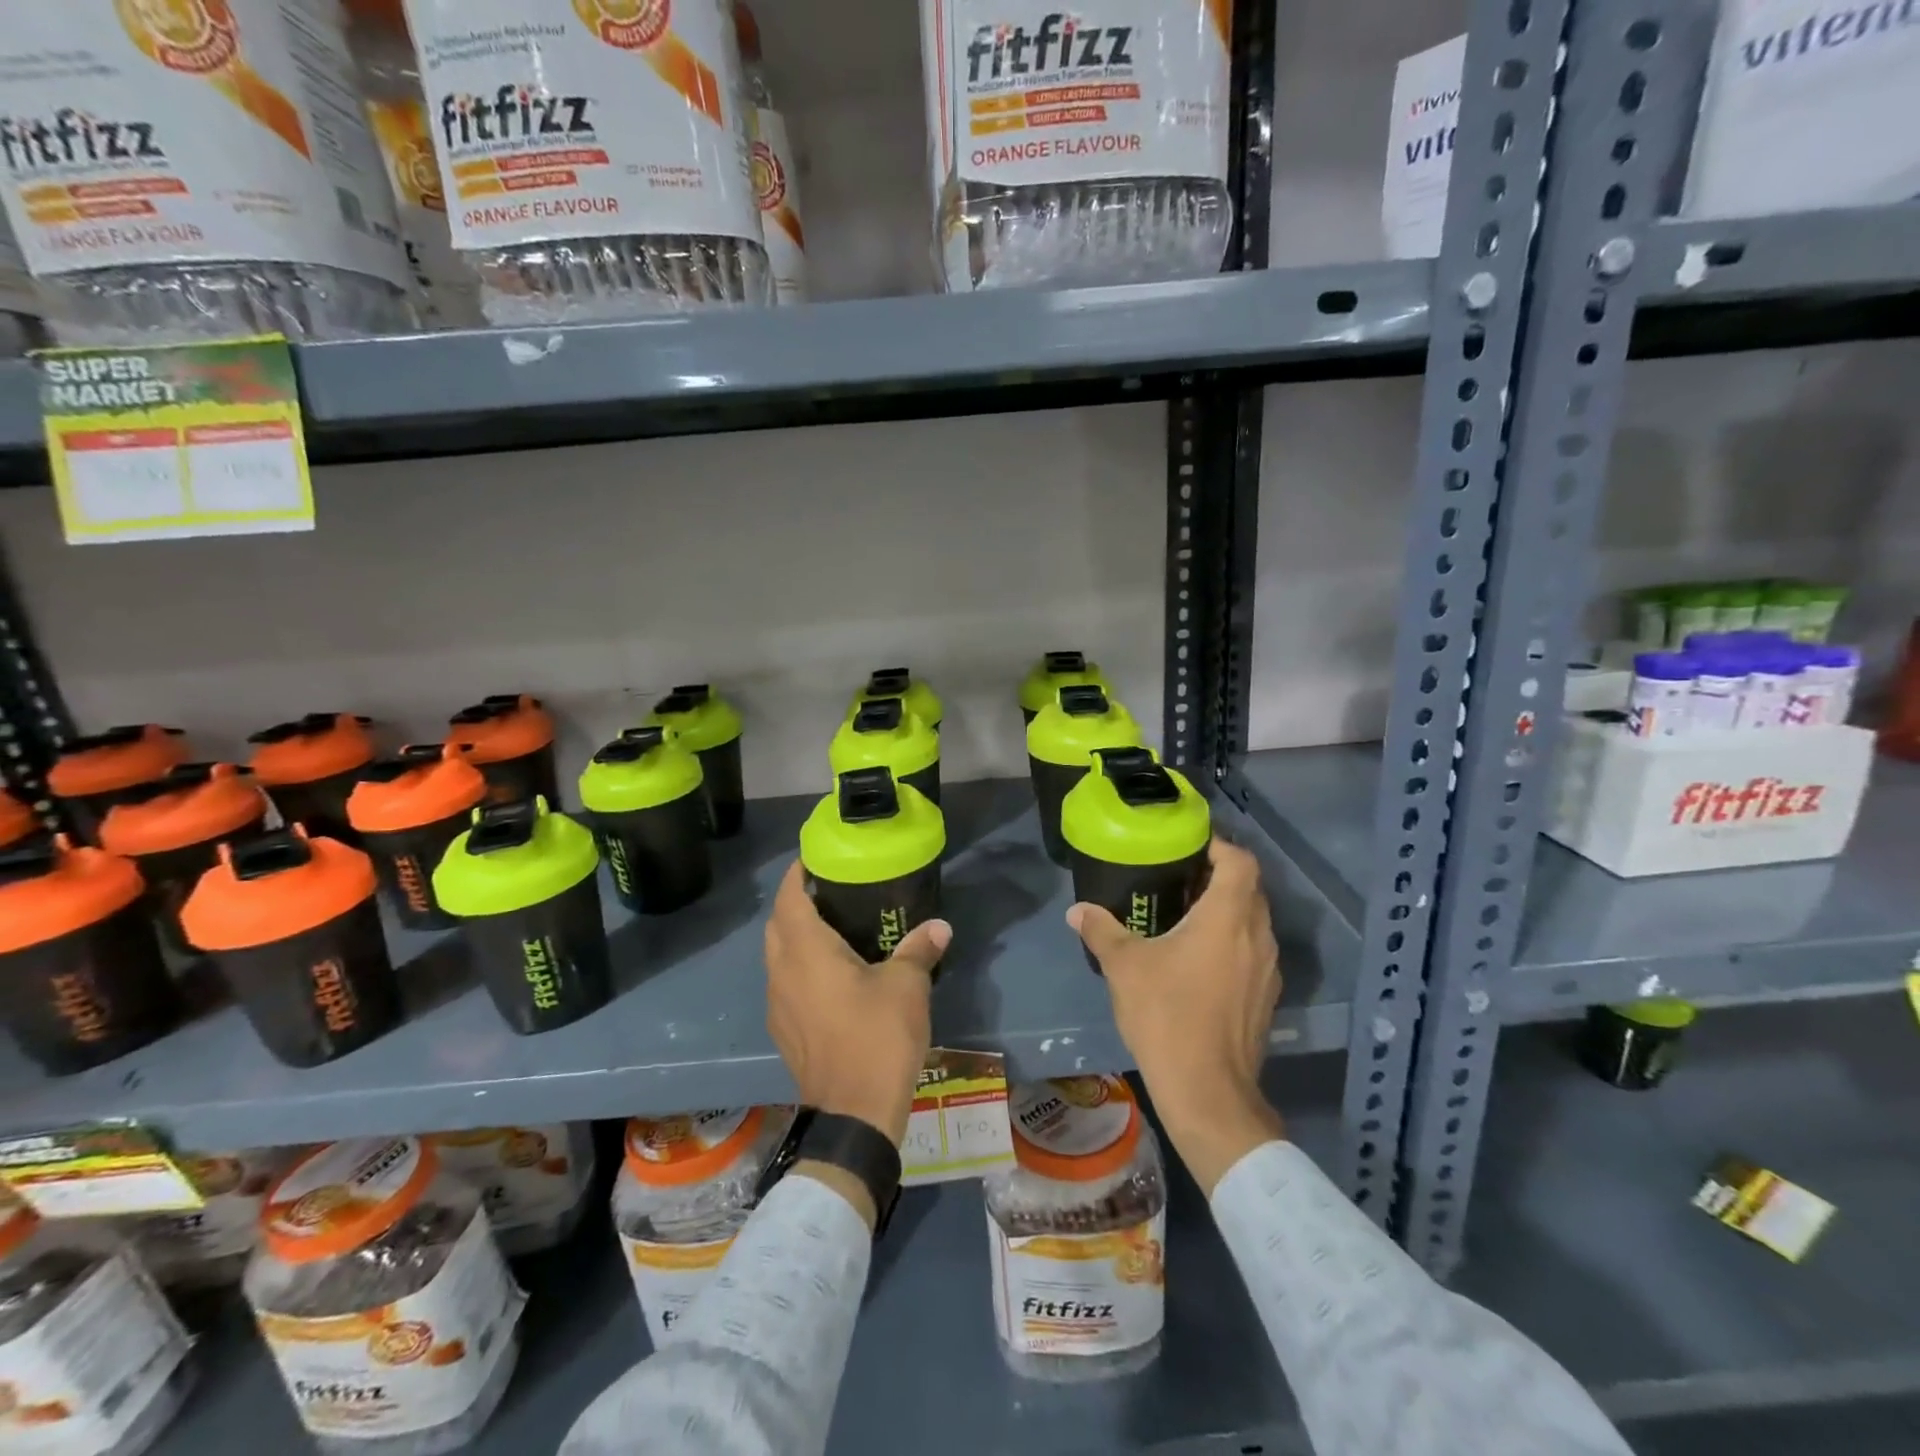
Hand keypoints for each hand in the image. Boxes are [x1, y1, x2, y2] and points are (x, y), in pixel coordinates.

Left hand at [765, 860, 949, 1149]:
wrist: (854, 1114)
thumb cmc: (877, 1038)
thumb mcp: (907, 987)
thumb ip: (919, 950)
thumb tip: (939, 926)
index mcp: (806, 952)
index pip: (789, 898)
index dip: (797, 874)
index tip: (816, 859)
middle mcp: (782, 973)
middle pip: (777, 924)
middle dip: (795, 903)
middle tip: (830, 892)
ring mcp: (779, 1005)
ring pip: (777, 956)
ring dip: (794, 937)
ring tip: (832, 930)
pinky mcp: (784, 1031)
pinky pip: (784, 984)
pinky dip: (798, 968)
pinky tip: (830, 977)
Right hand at [1068, 837, 1284, 1193]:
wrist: (1208, 1091)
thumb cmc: (1167, 1015)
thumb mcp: (1124, 967)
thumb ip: (1101, 931)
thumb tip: (1077, 910)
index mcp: (1227, 917)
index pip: (1240, 861)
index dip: (1219, 846)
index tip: (1189, 847)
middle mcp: (1257, 935)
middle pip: (1250, 888)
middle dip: (1219, 877)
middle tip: (1179, 878)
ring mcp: (1268, 969)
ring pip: (1254, 922)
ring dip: (1227, 910)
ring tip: (1186, 915)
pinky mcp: (1266, 997)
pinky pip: (1253, 951)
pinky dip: (1232, 941)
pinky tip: (1199, 960)